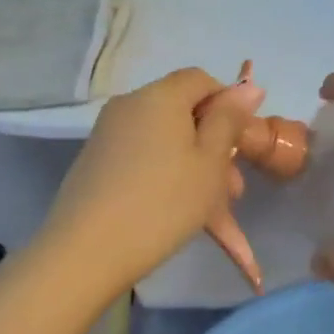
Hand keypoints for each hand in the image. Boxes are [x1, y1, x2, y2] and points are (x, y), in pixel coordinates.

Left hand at [40, 68, 258, 297]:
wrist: (84, 253)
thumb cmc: (162, 203)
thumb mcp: (210, 162)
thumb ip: (229, 120)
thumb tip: (250, 86)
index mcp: (160, 95)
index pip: (202, 80)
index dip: (228, 106)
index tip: (241, 145)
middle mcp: (131, 104)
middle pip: (183, 112)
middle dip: (214, 147)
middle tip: (233, 191)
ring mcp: (108, 133)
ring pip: (165, 140)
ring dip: (194, 168)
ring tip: (215, 216)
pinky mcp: (95, 161)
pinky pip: (143, 157)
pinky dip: (165, 176)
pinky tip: (179, 214)